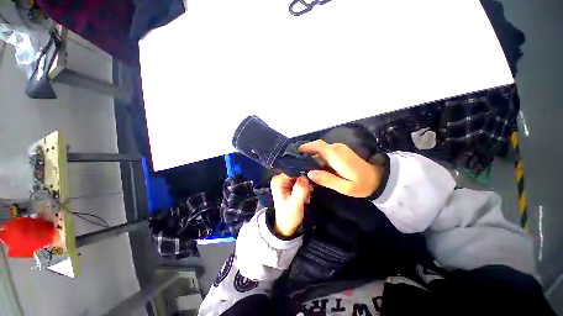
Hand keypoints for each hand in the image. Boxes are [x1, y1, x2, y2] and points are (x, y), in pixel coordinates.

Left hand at [270, 174, 312, 236]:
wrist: (286, 226)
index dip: (303, 175)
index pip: (294, 170)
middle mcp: (281, 178)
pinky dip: (305, 189)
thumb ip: (300, 190)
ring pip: (301, 178)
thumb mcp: (295, 203)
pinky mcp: (290, 186)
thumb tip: (305, 177)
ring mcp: (286, 182)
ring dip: (306, 187)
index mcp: (278, 180)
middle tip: (307, 194)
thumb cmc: (289, 216)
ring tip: (306, 198)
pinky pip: (301, 183)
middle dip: (305, 183)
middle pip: (298, 173)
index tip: (309, 184)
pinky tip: (306, 198)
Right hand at [299, 140, 382, 197]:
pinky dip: (319, 157)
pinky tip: (316, 167)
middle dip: (307, 153)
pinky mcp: (341, 151)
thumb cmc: (362, 184)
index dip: (305, 148)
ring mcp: (339, 149)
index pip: (317, 146)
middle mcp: (337, 148)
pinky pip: (326, 152)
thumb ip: (326, 180)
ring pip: (321, 149)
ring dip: (312, 156)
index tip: (295, 154)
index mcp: (336, 155)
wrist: (378, 179)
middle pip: (317, 146)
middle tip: (298, 165)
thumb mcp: (344, 187)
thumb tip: (309, 173)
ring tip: (305, 167)